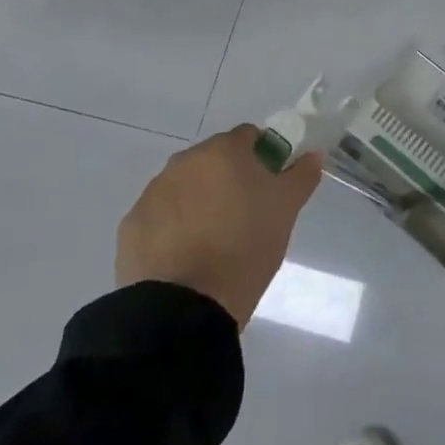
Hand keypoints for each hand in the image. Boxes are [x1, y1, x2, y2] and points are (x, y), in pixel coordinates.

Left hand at [115, 124, 321, 326]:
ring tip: (214, 241)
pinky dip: (174, 228)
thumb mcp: (286, 210)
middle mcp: (184, 162)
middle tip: (246, 216)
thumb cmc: (245, 247)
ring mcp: (153, 193)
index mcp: (223, 151)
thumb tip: (313, 155)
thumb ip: (301, 175)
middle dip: (229, 180)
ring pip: (185, 188)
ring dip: (200, 202)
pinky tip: (186, 257)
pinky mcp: (131, 226)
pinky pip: (160, 217)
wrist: (184, 307)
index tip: (271, 186)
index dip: (264, 156)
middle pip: (214, 161)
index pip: (249, 137)